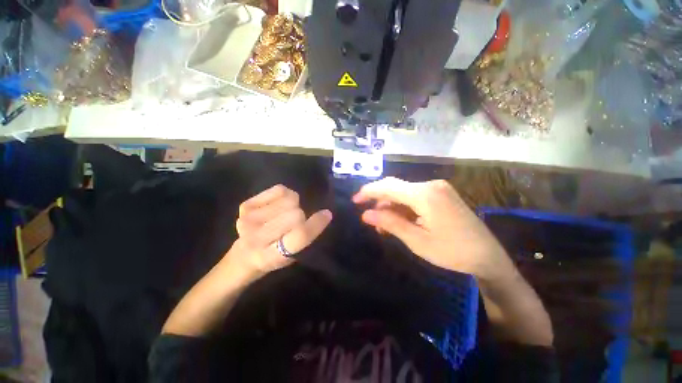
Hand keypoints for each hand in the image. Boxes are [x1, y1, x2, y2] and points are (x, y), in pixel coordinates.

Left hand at [230, 185, 332, 275]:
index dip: (316, 223)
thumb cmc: (274, 256)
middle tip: (294, 222)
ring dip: (294, 204)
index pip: (300, 235)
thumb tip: (323, 214)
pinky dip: (285, 195)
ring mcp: (248, 220)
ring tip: (284, 213)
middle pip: (295, 214)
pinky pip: (280, 190)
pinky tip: (278, 205)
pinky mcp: (245, 206)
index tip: (327, 214)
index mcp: (271, 257)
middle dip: (301, 216)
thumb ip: (305, 237)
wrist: (244, 254)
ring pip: (289, 200)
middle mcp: (256, 238)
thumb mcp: (293, 256)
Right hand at [353, 177, 511, 279]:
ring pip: (404, 192)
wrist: (488, 256)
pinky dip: (403, 207)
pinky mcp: (441, 194)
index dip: (369, 191)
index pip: (388, 186)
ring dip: (391, 206)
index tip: (355, 200)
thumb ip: (389, 223)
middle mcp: (430, 185)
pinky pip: (414, 196)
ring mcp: (437, 188)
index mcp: (424, 195)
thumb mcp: (416, 240)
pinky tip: (398, 220)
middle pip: (395, 187)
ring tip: (383, 226)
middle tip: (369, 218)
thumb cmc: (452, 252)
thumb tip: (365, 215)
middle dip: (379, 201)